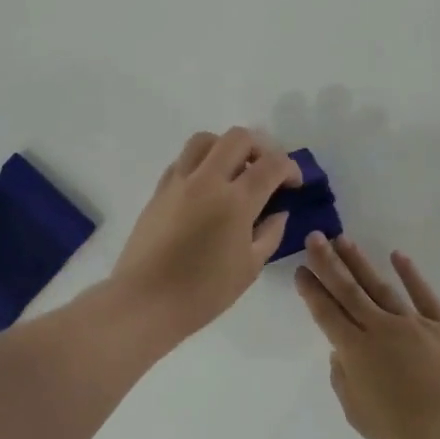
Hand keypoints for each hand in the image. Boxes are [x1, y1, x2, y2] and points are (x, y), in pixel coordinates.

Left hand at [111, 128, 299, 342]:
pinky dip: (201, 163)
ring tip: (233, 172)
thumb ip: (269, 233)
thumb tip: (278, 212)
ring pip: (205, 140)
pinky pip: (183, 160)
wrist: (145, 300)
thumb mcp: (250, 267)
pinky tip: (206, 188)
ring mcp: (179, 181)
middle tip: (266, 171)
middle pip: (238, 138)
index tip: (294, 183)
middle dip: (260, 147)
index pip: (271, 164)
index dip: (290, 168)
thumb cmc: (203, 292)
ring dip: (226, 147)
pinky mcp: (159, 190)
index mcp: (236, 201)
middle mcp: (207, 180)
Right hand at [296, 233, 439, 438]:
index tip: (301, 270)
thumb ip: (345, 384)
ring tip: (343, 240)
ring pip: (380, 286)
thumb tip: (339, 355)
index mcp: (357, 352)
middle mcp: (380, 329)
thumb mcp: (361, 417)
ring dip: (359, 262)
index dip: (312, 292)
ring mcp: (413, 322)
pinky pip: (423, 294)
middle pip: (349, 291)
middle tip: (315, 238)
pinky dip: (410, 274)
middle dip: (329, 263)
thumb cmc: (409, 431)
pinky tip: (398, 255)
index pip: (327, 315)